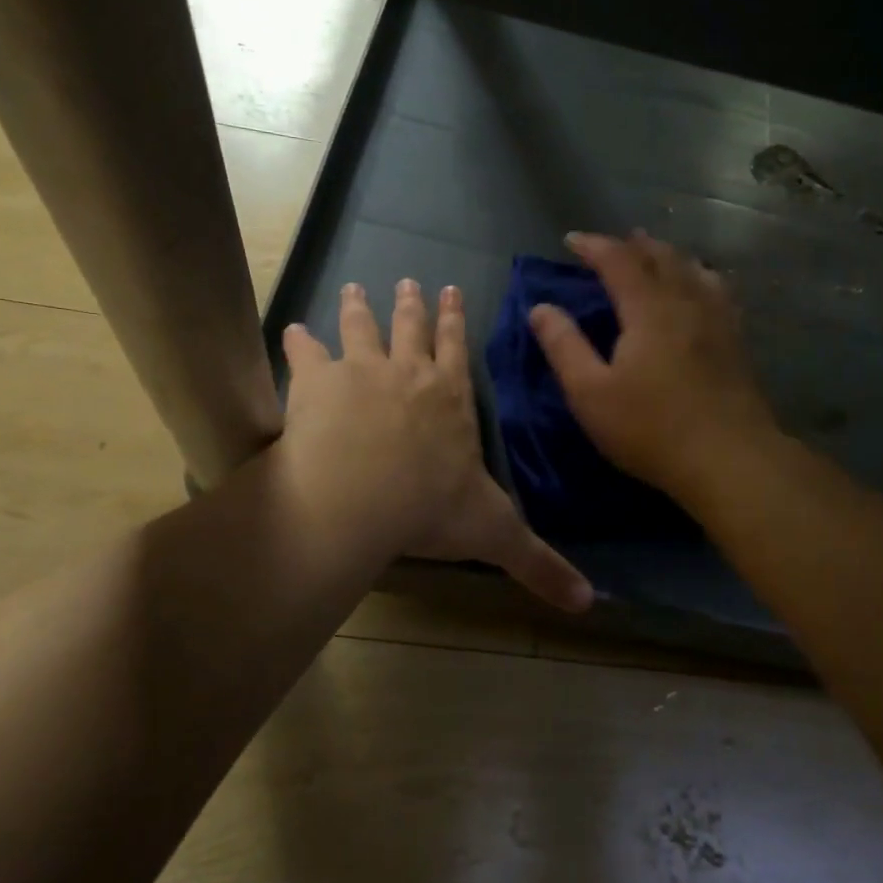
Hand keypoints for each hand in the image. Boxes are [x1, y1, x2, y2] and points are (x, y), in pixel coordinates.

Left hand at [280, 280, 592, 611]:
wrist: (361, 498)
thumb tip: (590, 602)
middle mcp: (411, 374)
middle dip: (412, 306)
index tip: (450, 290)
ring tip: (355, 288)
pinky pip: (307, 354)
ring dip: (359, 308)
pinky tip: (293, 330)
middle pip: (412, 329)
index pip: (458, 350)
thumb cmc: (431, 510)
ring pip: (363, 329)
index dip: (455, 321)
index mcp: (451, 399)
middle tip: (409, 280)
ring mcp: (363, 371)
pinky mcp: (318, 383)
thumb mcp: (495, 534)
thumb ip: (539, 564)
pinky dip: (300, 342)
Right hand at [529, 231, 776, 499]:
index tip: (571, 240)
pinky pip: (717, 290)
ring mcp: (718, 320)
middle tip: (613, 244)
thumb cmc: (652, 429)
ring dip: (668, 255)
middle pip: (661, 257)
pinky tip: (701, 287)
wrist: (730, 459)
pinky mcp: (737, 341)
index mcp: (648, 309)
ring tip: (654, 255)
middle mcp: (686, 302)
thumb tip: (540, 308)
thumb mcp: (591, 394)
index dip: (594, 246)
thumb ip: (564, 347)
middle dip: (633, 245)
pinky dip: (699, 276)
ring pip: (693, 269)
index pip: (618, 261)